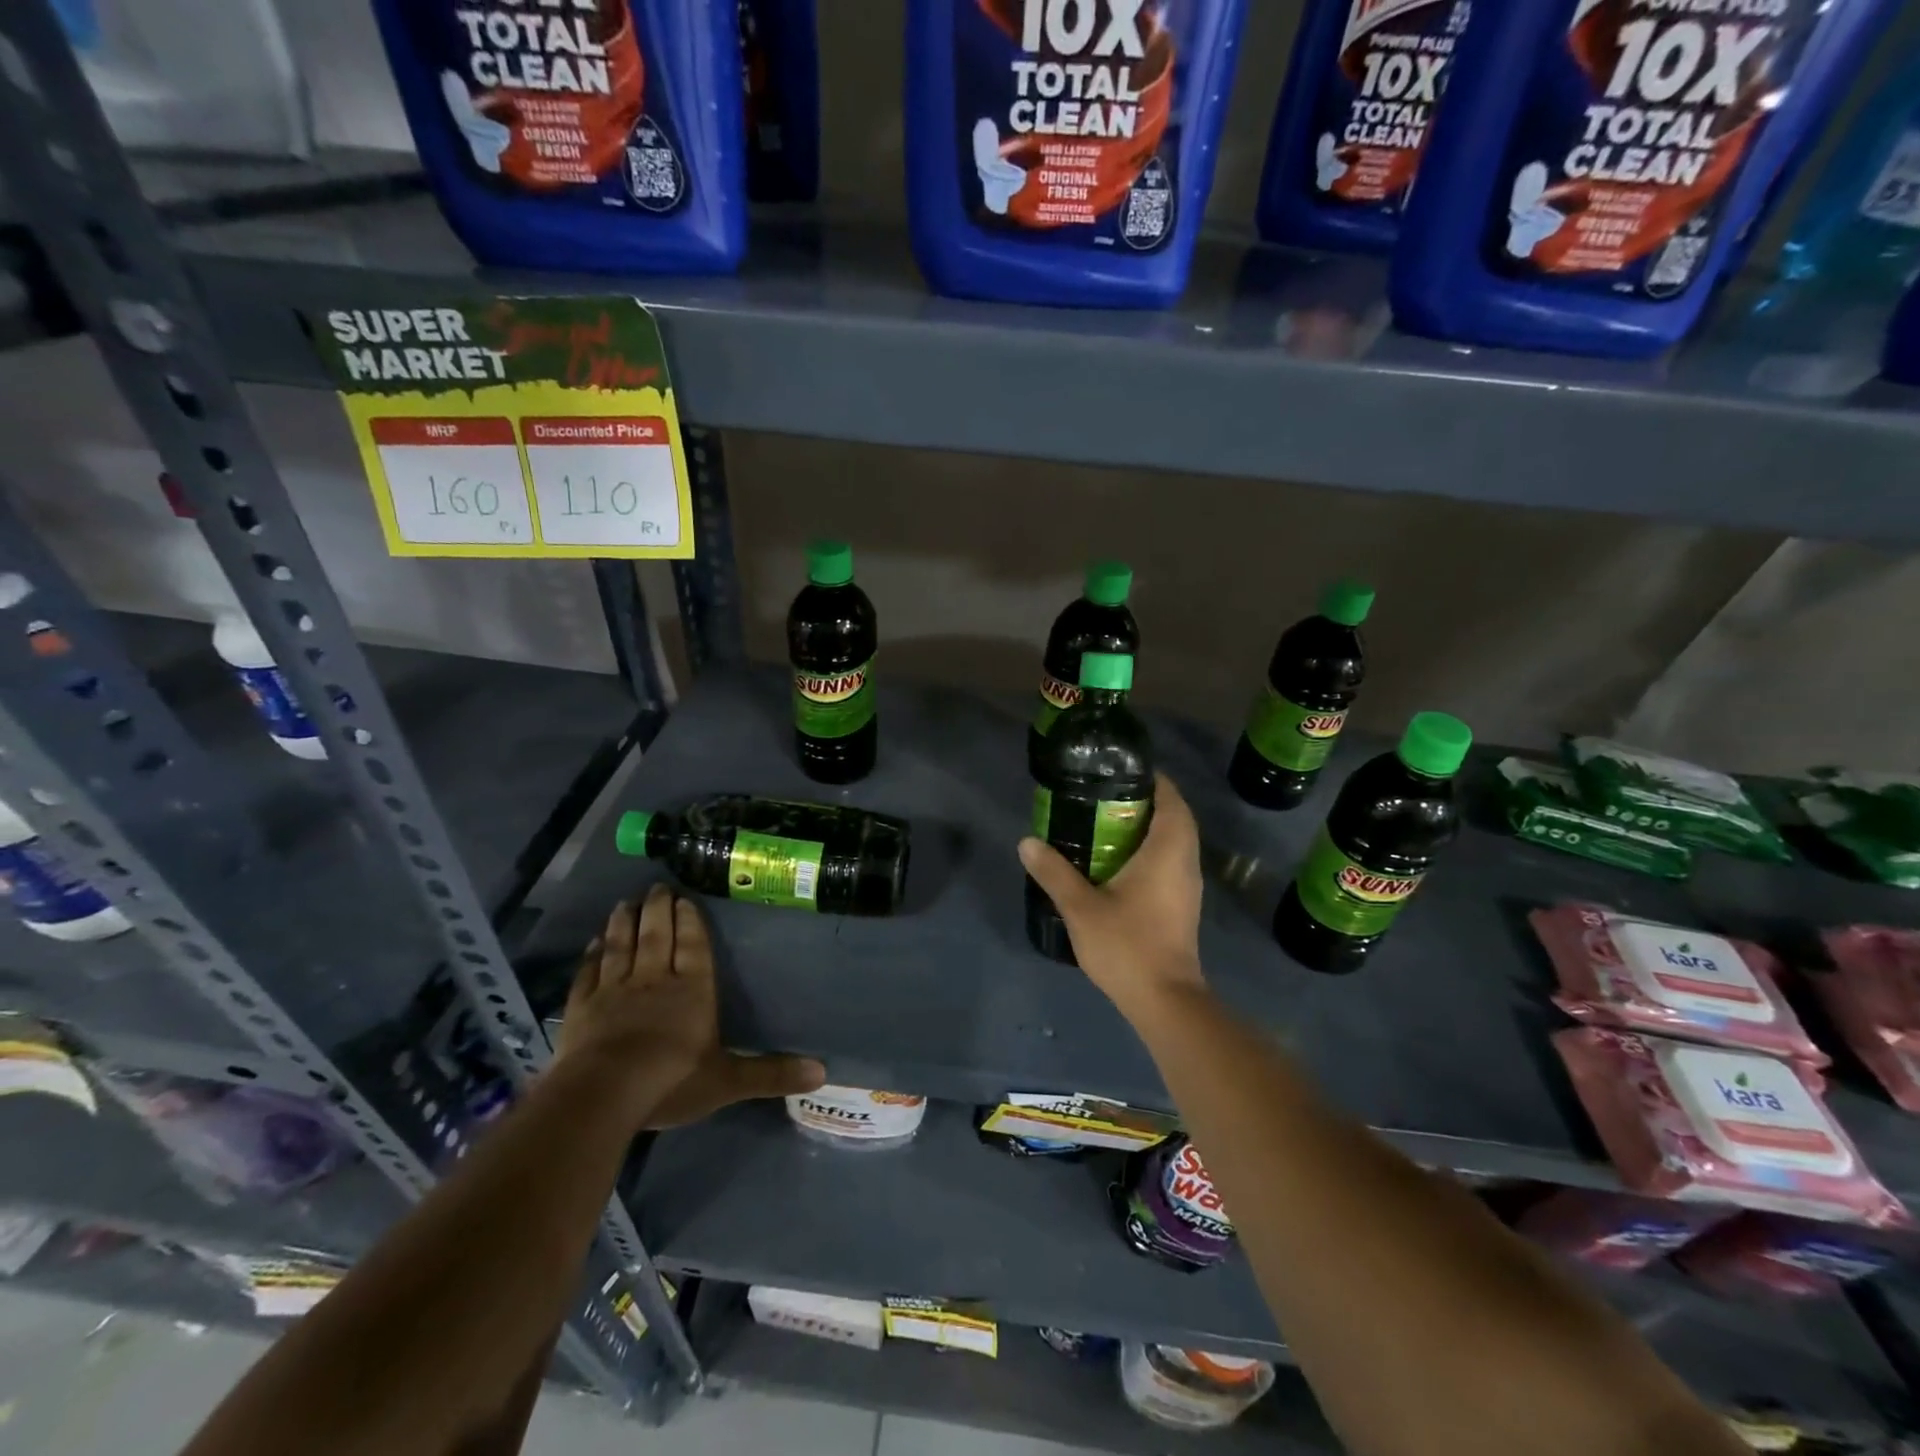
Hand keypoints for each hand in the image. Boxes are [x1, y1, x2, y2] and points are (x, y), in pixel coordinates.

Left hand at [558, 885, 824, 1128]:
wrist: (602, 1095)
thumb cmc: (671, 1081)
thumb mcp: (728, 1081)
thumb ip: (771, 1073)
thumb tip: (822, 1071)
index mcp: (692, 990)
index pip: (693, 946)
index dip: (690, 921)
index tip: (685, 898)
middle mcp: (654, 979)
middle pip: (656, 935)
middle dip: (658, 910)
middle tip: (657, 887)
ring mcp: (614, 990)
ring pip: (621, 946)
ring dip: (623, 923)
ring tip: (625, 902)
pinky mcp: (582, 1008)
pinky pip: (588, 973)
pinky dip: (591, 956)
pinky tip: (593, 943)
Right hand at [1018, 772, 1207, 1019]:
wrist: (1164, 1001)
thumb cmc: (1127, 946)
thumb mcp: (1081, 907)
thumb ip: (1054, 872)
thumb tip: (1027, 842)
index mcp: (1167, 851)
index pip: (1172, 799)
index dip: (1152, 780)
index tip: (1121, 771)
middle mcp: (1185, 862)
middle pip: (1174, 817)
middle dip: (1145, 802)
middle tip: (1104, 796)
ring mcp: (1187, 886)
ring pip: (1174, 842)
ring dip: (1148, 828)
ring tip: (1107, 823)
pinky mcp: (1183, 905)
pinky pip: (1171, 862)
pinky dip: (1150, 851)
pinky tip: (1118, 862)